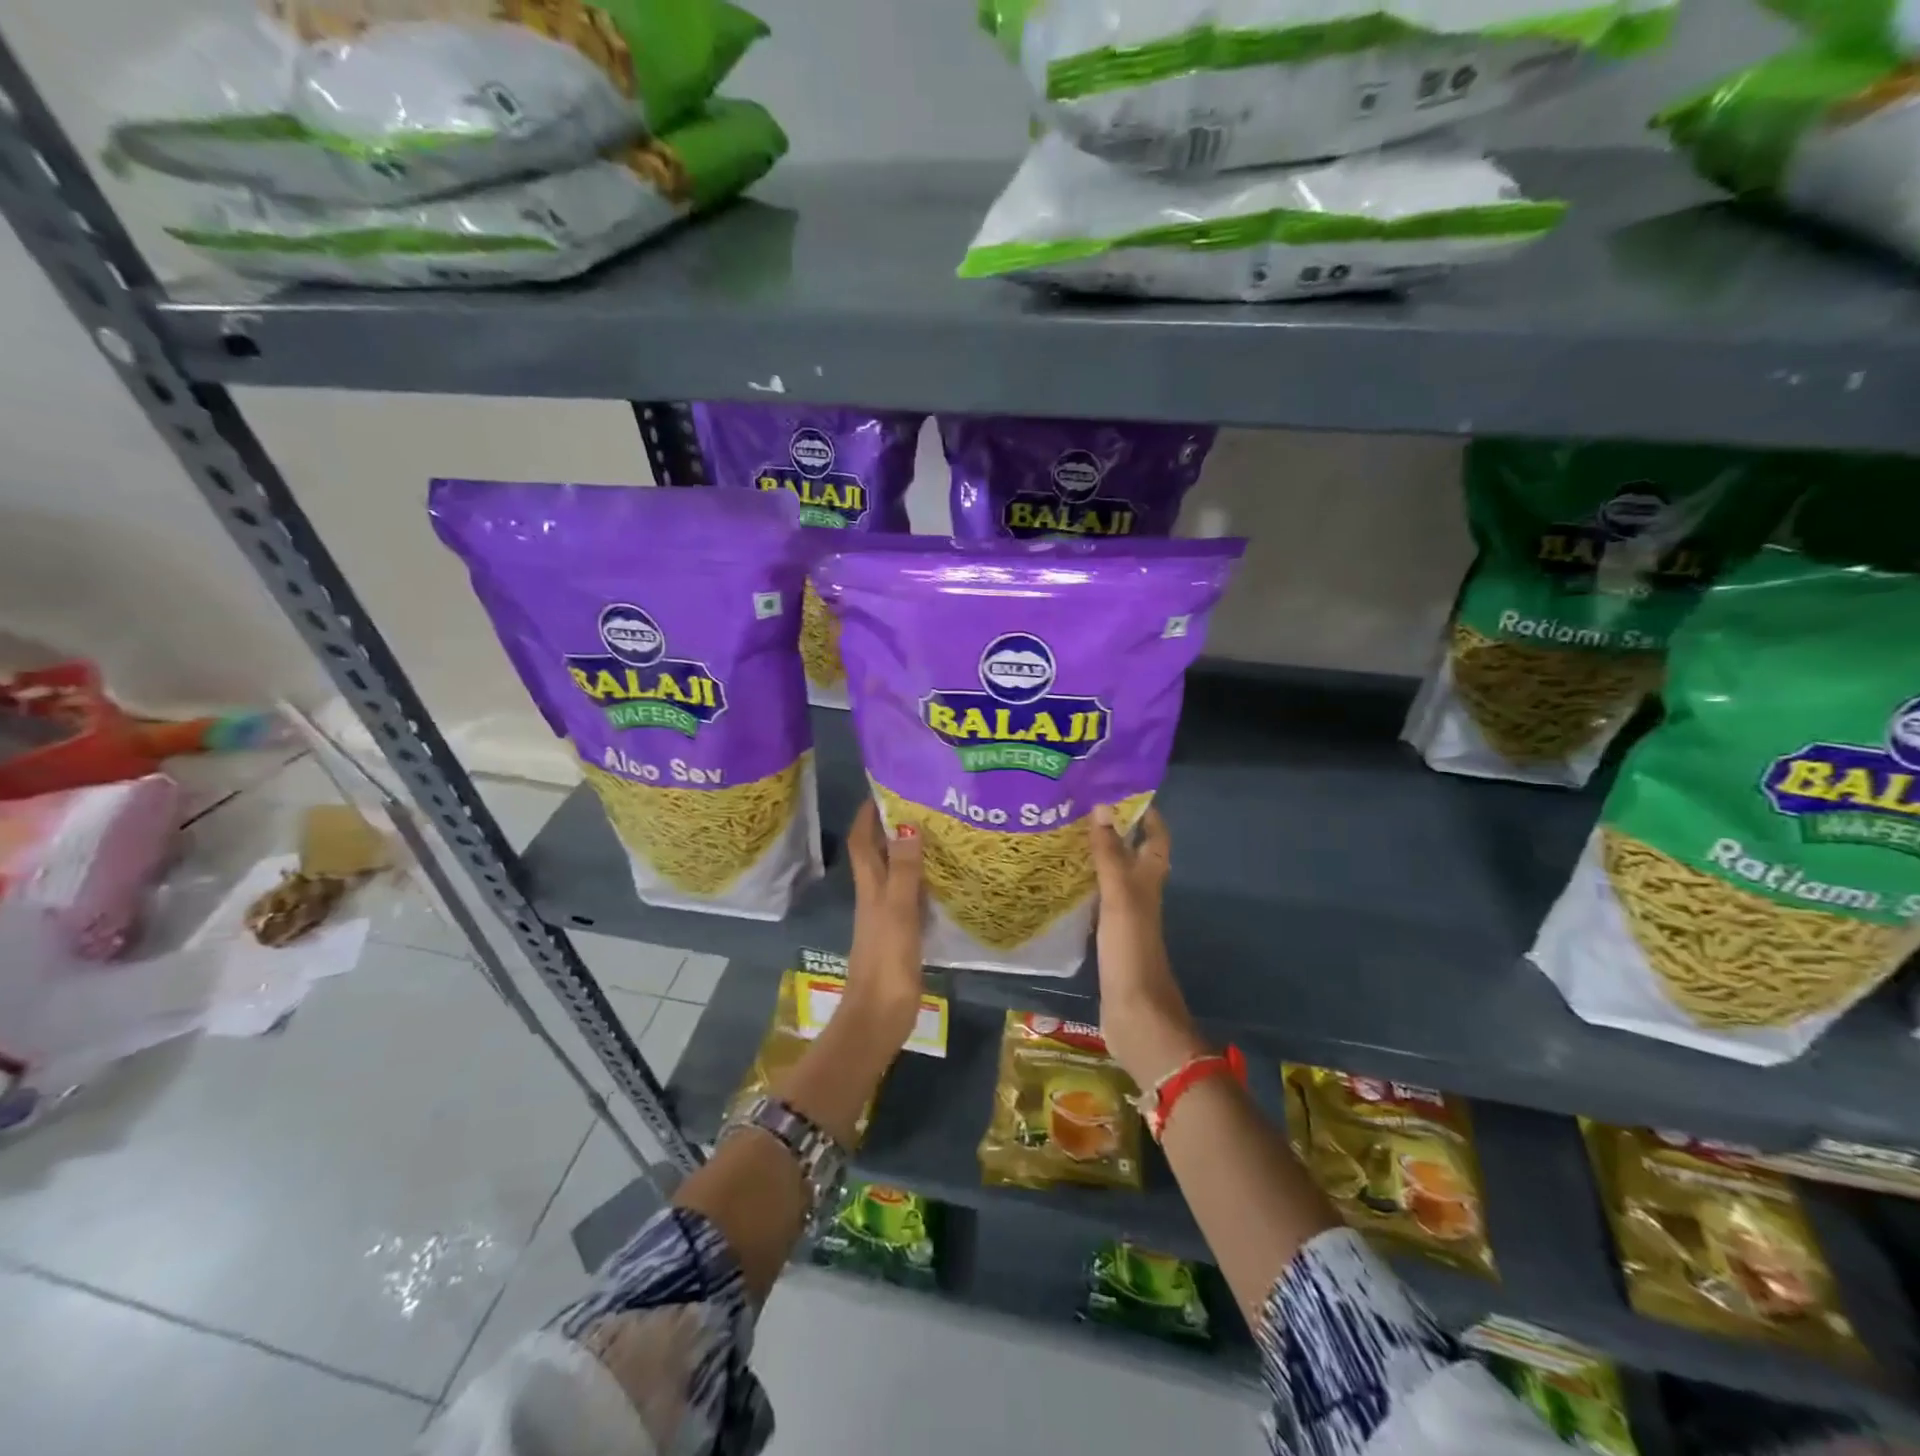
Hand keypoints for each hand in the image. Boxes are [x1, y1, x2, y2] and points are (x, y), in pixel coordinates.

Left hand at [843, 800, 925, 1049]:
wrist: (879, 1018)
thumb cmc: (886, 962)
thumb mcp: (897, 911)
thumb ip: (904, 871)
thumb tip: (906, 824)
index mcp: (870, 887)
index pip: (862, 841)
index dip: (868, 814)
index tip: (885, 787)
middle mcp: (875, 896)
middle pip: (878, 853)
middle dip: (892, 826)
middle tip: (922, 804)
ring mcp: (887, 916)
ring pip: (895, 873)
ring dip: (908, 852)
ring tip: (937, 832)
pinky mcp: (901, 935)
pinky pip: (911, 896)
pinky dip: (922, 881)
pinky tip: (943, 879)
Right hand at [1088, 805, 1205, 1088]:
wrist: (1136, 1013)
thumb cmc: (1132, 950)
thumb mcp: (1120, 896)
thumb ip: (1110, 854)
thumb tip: (1102, 807)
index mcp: (1150, 881)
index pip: (1156, 838)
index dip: (1146, 814)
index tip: (1119, 790)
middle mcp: (1141, 894)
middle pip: (1133, 854)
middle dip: (1114, 830)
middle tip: (1078, 809)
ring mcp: (1126, 918)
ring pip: (1113, 877)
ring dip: (1096, 857)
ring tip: (1063, 837)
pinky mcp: (1109, 938)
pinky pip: (1097, 901)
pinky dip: (1084, 886)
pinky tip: (1060, 883)